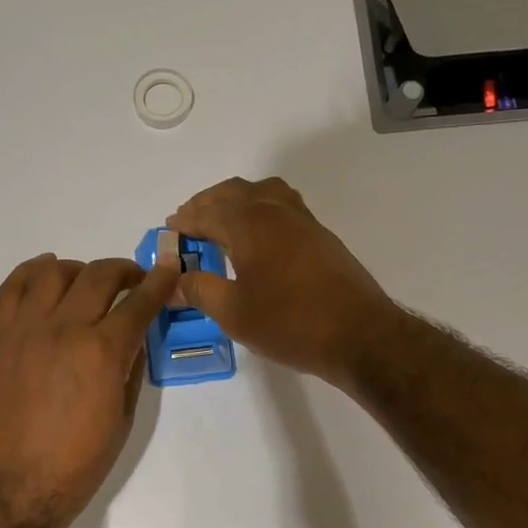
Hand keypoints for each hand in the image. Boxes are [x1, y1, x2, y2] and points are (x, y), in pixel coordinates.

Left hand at [0, 251, 178, 527]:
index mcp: (101, 352)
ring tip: (87, 283)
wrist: (11, 490)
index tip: (169, 270)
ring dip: (79, 270)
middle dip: (124, 271)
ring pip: (53, 273)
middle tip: (134, 281)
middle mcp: (63, 329)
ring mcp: (24, 330)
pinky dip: (31, 272)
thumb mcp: (122, 419)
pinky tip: (45, 274)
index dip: (159, 282)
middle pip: (98, 276)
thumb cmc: (76, 465)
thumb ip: (130, 369)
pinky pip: (11, 289)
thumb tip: (135, 337)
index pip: (139, 302)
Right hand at [167, 177, 397, 386]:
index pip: (207, 213)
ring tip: (221, 223)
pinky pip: (281, 206)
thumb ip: (200, 290)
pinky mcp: (320, 236)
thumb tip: (175, 280)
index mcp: (249, 223)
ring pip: (261, 193)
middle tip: (189, 224)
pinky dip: (259, 210)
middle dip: (207, 204)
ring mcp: (302, 220)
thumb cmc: (290, 323)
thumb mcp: (234, 313)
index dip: (185, 222)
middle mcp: (275, 210)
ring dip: (236, 201)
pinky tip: (257, 237)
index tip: (168, 230)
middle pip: (234, 193)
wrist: (359, 335)